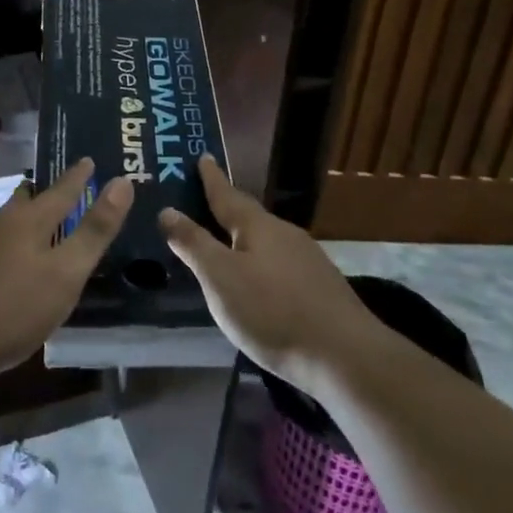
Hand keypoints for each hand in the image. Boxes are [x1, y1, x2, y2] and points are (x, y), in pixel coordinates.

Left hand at [0, 158, 132, 375]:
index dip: (78, 177)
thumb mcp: (65, 272)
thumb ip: (94, 231)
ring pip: (5, 223)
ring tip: (35, 220)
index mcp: (29, 221)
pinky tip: (6, 262)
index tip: (88, 159)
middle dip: (43, 192)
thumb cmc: (12, 305)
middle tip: (57, 185)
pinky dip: (7, 244)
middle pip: (26, 201)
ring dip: (23, 218)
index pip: (61, 191)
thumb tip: (123, 182)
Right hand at [159, 154, 381, 393]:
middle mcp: (285, 234)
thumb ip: (193, 244)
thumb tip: (167, 210)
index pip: (227, 195)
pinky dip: (261, 263)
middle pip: (249, 216)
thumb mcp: (220, 277)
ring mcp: (307, 261)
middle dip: (227, 209)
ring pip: (266, 242)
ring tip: (225, 244)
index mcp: (259, 226)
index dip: (212, 178)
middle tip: (204, 202)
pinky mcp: (320, 288)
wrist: (344, 356)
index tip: (202, 156)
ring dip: (244, 239)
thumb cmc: (272, 311)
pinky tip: (258, 281)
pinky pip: (280, 264)